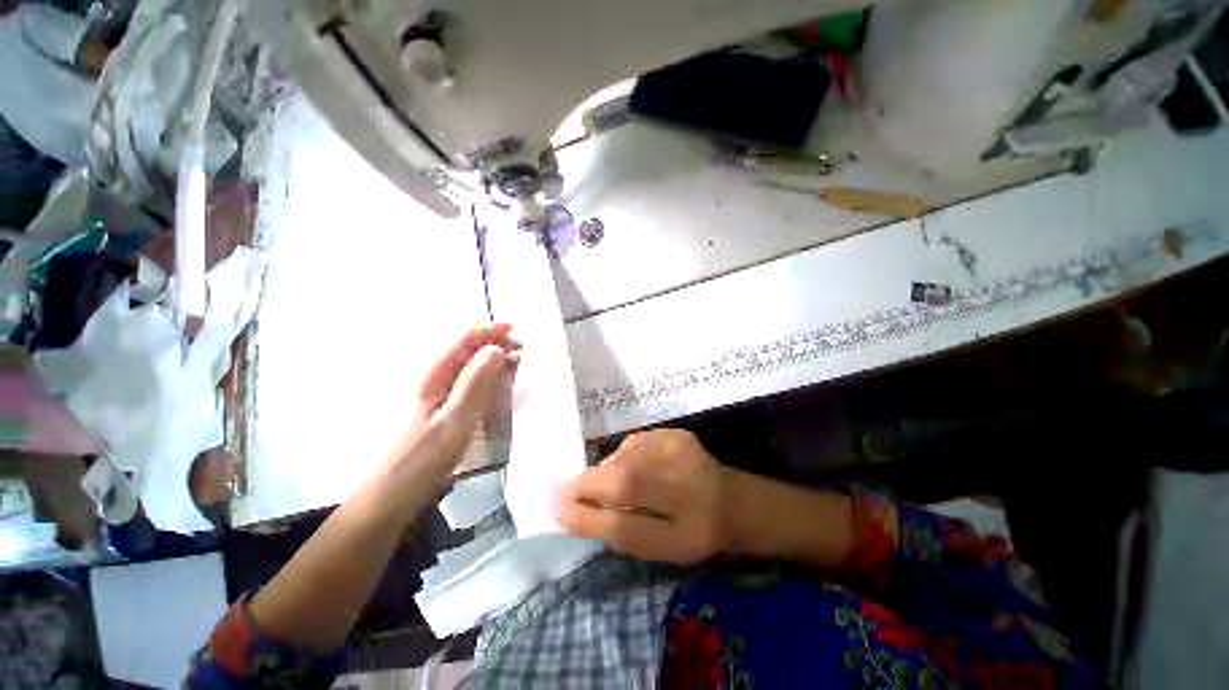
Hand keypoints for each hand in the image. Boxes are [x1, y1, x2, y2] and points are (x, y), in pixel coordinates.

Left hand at [392, 324, 519, 479]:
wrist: (392, 493)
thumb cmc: (423, 458)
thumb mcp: (455, 419)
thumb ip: (475, 382)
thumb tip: (496, 348)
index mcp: (433, 373)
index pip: (464, 337)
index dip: (491, 330)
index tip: (518, 331)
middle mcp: (433, 375)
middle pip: (467, 347)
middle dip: (495, 344)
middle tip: (523, 353)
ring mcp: (436, 390)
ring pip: (469, 364)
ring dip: (493, 360)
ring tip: (516, 366)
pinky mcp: (440, 405)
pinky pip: (467, 381)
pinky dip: (486, 377)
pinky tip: (498, 385)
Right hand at [555, 430, 729, 564]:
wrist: (729, 499)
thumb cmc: (688, 532)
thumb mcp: (656, 548)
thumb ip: (616, 531)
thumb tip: (569, 510)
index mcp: (686, 534)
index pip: (628, 526)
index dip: (588, 518)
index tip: (556, 509)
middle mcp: (688, 488)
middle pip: (626, 481)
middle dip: (589, 485)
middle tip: (567, 492)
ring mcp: (683, 454)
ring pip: (625, 458)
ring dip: (605, 471)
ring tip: (607, 483)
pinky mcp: (677, 433)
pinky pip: (633, 444)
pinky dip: (621, 457)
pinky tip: (630, 466)